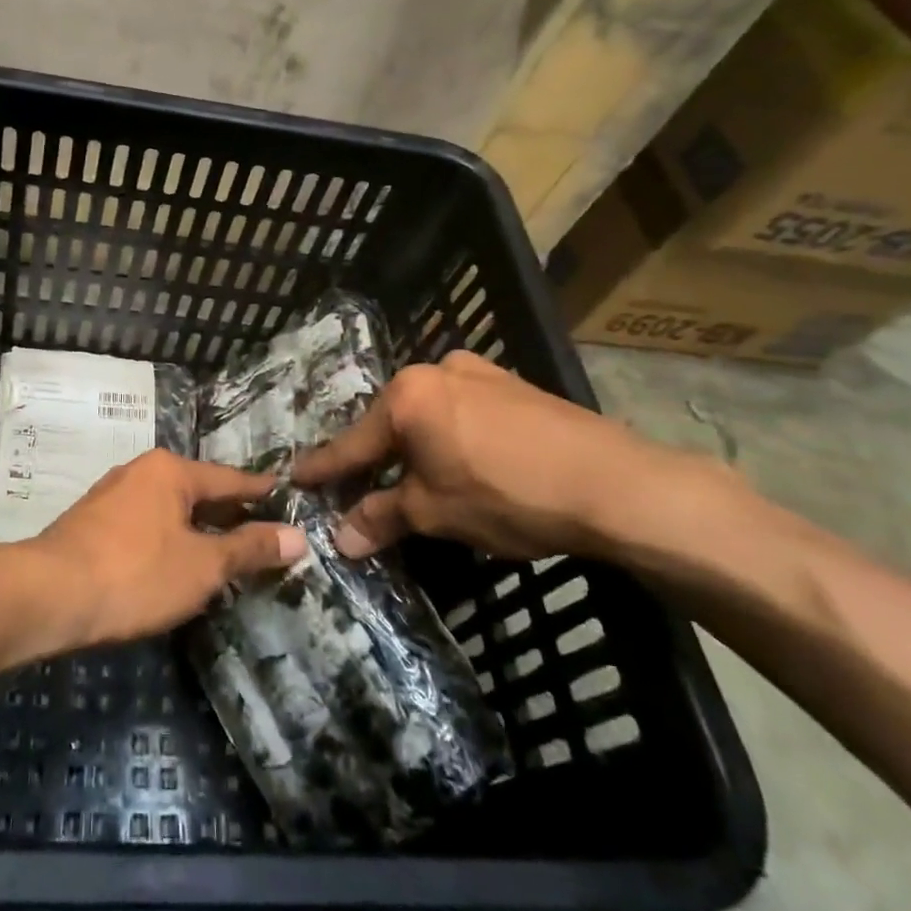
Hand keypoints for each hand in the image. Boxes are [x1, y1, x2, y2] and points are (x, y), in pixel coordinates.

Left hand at [25, 450, 307, 645]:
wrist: (49, 595)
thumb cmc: (135, 574)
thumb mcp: (203, 566)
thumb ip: (249, 548)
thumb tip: (296, 536)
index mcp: (170, 470)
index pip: (229, 478)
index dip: (260, 491)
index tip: (285, 495)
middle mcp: (139, 472)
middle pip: (197, 492)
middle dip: (227, 514)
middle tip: (261, 533)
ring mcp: (111, 496)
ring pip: (168, 509)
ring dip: (196, 530)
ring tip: (223, 552)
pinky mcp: (91, 523)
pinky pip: (145, 525)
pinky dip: (167, 540)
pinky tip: (174, 564)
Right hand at [293, 351, 712, 561]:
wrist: (615, 484)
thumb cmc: (508, 495)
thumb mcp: (435, 513)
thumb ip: (382, 518)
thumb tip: (340, 539)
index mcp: (407, 397)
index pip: (354, 443)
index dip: (325, 468)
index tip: (295, 477)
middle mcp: (436, 371)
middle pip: (390, 423)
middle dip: (375, 457)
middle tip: (360, 487)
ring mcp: (478, 372)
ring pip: (428, 413)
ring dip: (416, 446)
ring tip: (416, 477)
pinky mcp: (513, 383)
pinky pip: (462, 409)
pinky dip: (450, 434)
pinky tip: (464, 459)